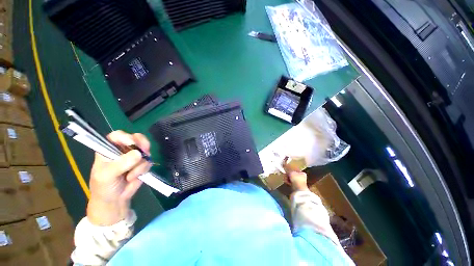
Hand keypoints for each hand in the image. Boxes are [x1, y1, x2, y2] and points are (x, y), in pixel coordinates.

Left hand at [87, 131, 151, 224]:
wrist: (115, 200)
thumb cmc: (104, 187)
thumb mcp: (107, 175)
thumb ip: (120, 164)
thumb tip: (138, 154)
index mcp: (108, 149)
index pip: (117, 136)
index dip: (125, 136)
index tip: (132, 143)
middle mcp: (123, 150)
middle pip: (136, 138)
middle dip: (141, 145)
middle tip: (144, 152)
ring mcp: (134, 156)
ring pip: (144, 151)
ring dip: (140, 164)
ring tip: (131, 175)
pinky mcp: (143, 164)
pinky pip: (148, 161)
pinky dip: (144, 169)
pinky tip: (136, 176)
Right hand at [282, 157, 308, 191]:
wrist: (299, 191)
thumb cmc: (296, 179)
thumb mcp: (291, 171)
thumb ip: (287, 167)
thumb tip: (283, 162)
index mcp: (302, 173)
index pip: (294, 168)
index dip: (289, 168)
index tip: (285, 168)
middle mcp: (300, 177)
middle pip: (291, 173)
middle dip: (287, 174)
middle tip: (285, 174)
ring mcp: (298, 182)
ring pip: (289, 178)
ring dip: (286, 178)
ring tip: (286, 179)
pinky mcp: (294, 186)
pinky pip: (289, 182)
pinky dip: (287, 182)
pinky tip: (287, 182)